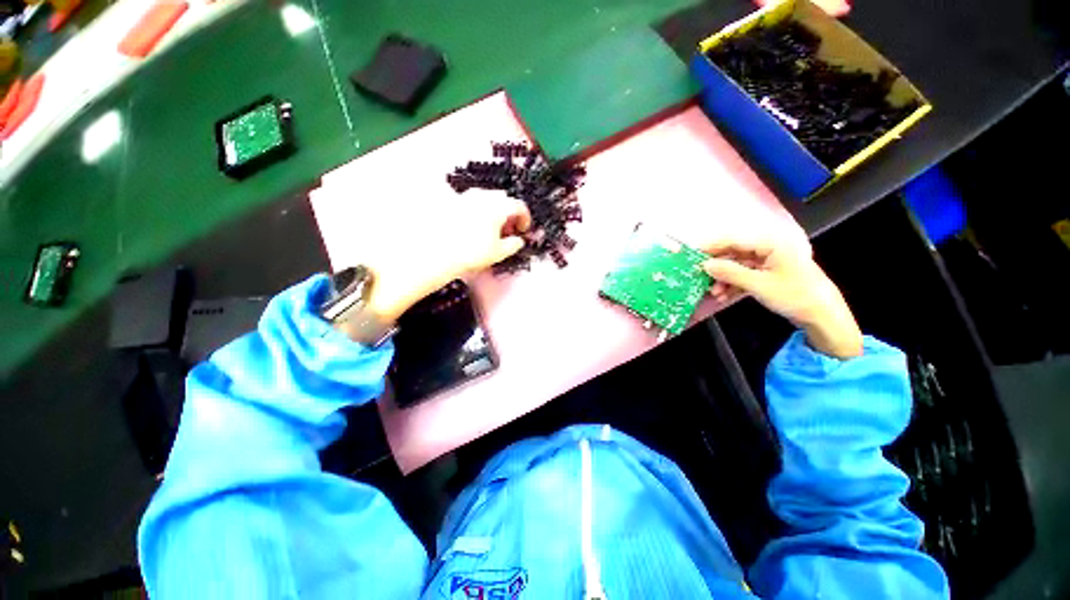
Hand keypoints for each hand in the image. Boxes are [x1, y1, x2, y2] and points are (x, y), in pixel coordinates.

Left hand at [339, 189, 530, 323]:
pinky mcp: (452, 202)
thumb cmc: (471, 253)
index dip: (525, 218)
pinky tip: (473, 226)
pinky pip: (472, 202)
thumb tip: (519, 240)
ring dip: (494, 211)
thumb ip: (513, 244)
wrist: (434, 252)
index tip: (524, 230)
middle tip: (508, 230)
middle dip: (509, 212)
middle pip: (503, 198)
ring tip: (491, 229)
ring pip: (486, 199)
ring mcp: (465, 197)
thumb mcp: (498, 253)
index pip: (519, 206)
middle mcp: (482, 196)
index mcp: (497, 206)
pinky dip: (479, 211)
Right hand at [702, 235, 863, 358]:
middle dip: (717, 266)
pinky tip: (724, 296)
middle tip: (699, 277)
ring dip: (723, 279)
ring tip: (713, 293)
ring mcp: (769, 261)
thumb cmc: (794, 295)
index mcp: (771, 243)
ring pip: (737, 265)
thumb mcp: (759, 285)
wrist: (823, 316)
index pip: (733, 240)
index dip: (711, 246)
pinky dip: (733, 284)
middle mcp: (769, 248)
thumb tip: (704, 265)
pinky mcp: (769, 273)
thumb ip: (730, 272)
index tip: (691, 253)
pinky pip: (745, 275)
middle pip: (734, 252)